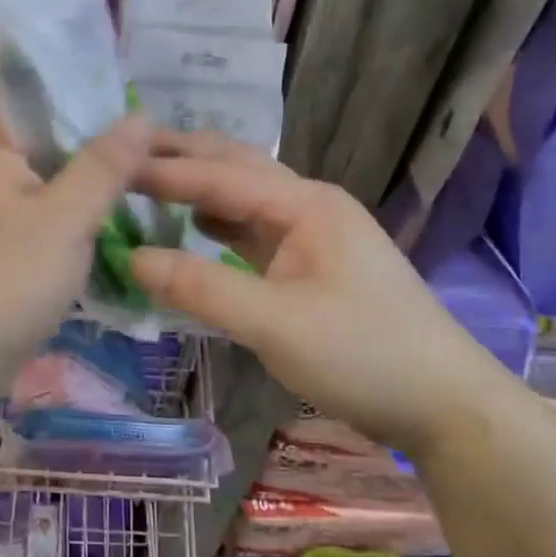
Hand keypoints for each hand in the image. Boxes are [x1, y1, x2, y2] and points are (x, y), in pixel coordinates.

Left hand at [0, 116, 151, 388]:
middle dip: (103, 149)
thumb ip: (104, 166)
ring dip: (98, 191)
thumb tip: (141, 114)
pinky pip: (55, 230)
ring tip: (155, 181)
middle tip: (162, 146)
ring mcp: (1, 224)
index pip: (40, 106)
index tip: (139, 102)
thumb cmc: (7, 277)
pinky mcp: (11, 262)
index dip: (87, 98)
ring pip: (58, 193)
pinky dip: (86, 227)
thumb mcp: (65, 216)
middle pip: (54, 151)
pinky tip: (125, 228)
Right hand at [128, 132, 519, 455]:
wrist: (446, 405)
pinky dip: (216, 222)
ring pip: (243, 197)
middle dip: (181, 157)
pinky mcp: (311, 265)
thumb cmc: (363, 355)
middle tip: (123, 151)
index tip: (109, 165)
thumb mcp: (274, 323)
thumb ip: (201, 286)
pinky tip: (192, 227)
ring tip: (146, 181)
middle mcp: (308, 205)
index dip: (162, 171)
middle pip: (234, 167)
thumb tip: (131, 257)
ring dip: (197, 187)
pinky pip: (252, 230)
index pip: (219, 176)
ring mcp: (312, 234)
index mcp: (305, 204)